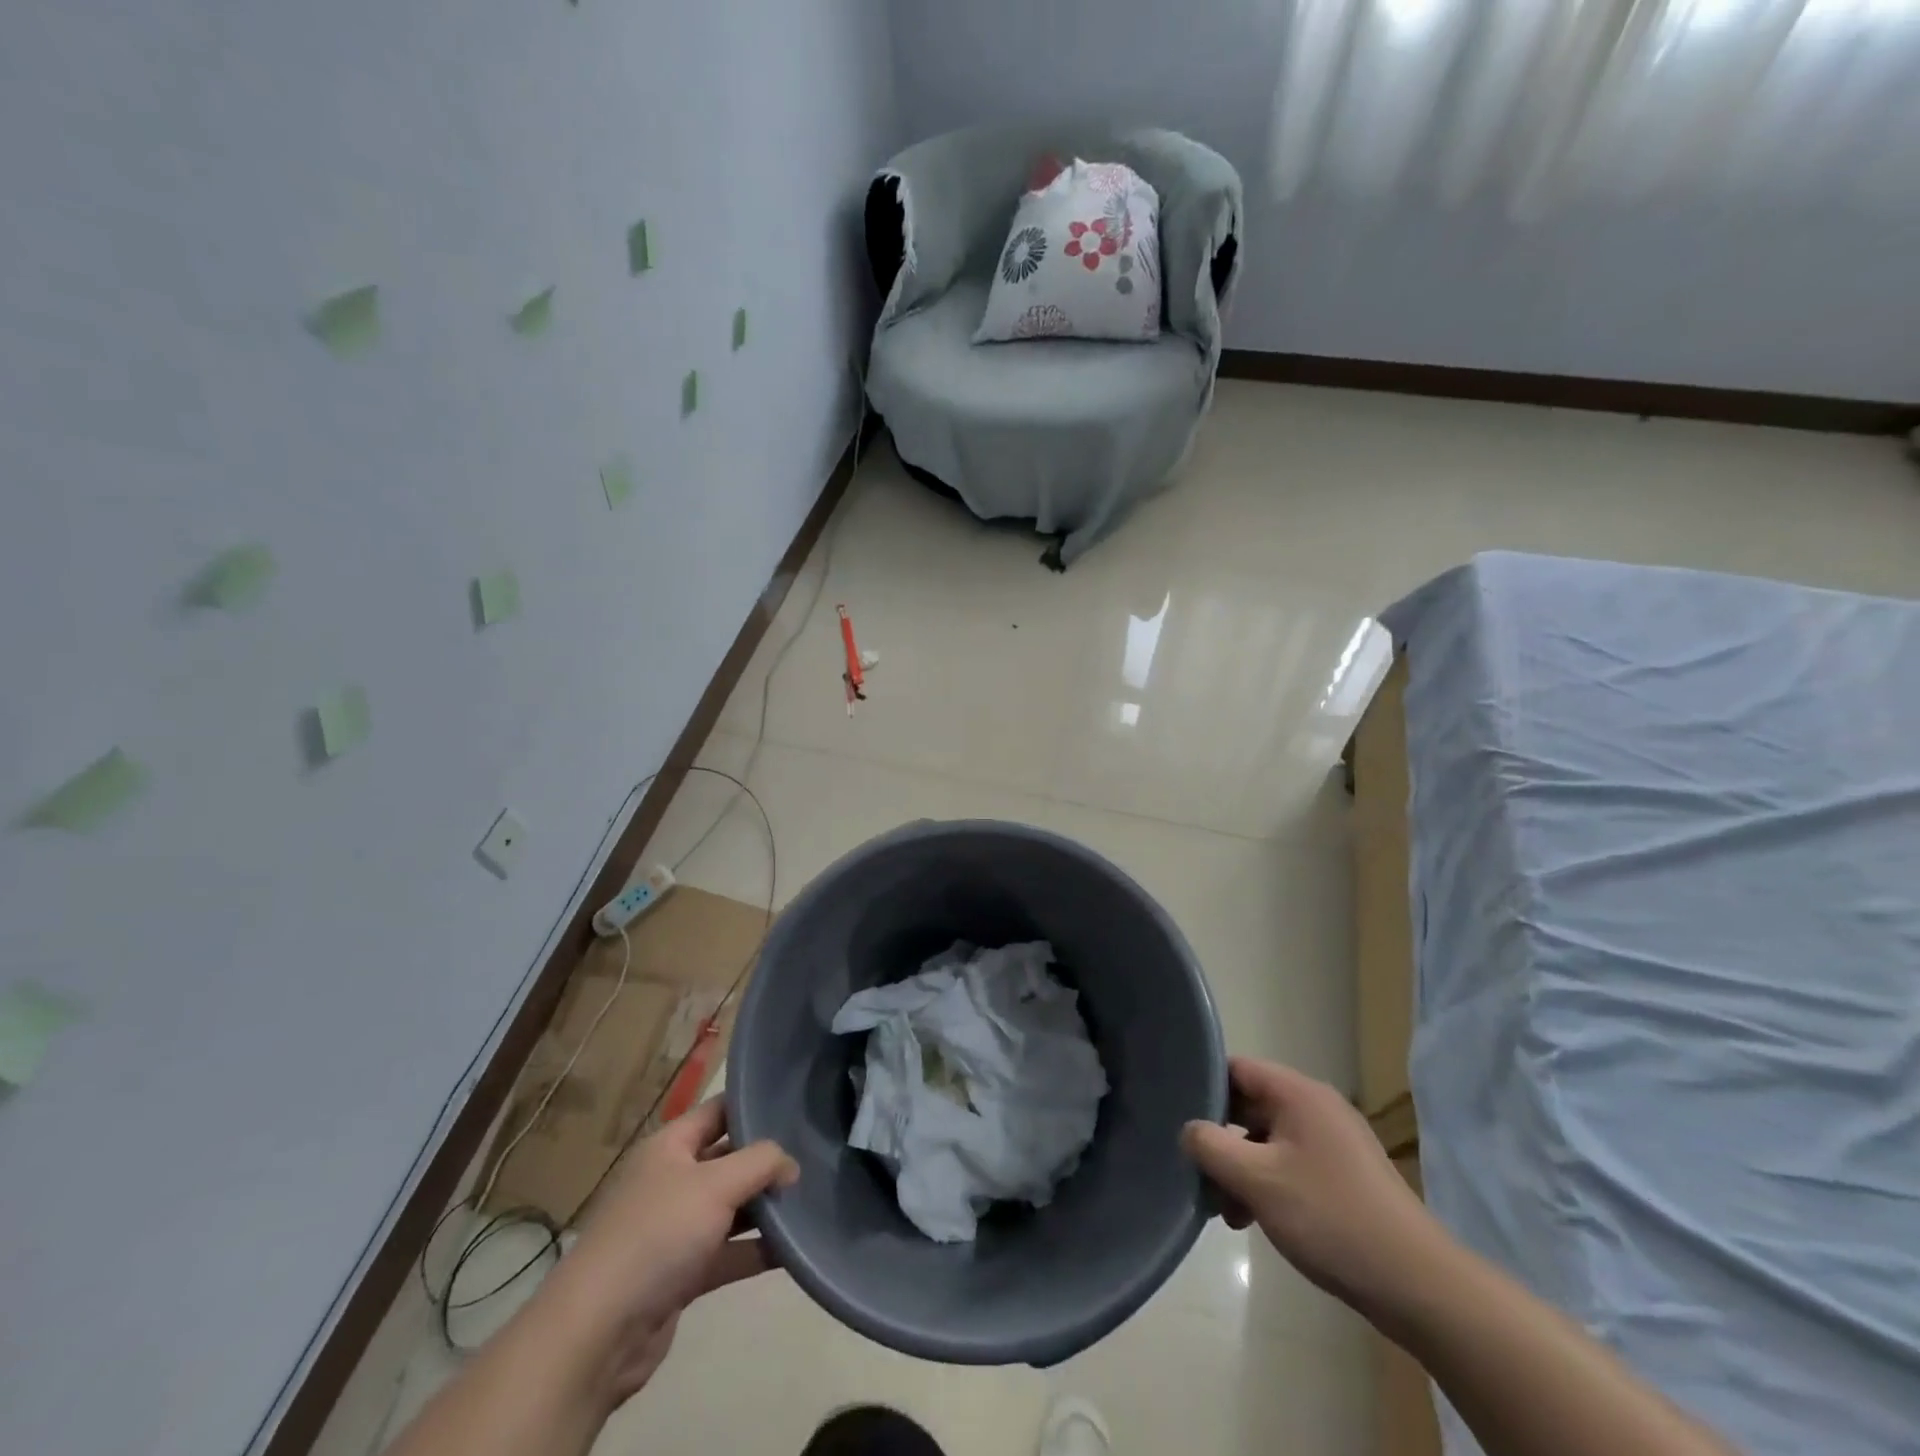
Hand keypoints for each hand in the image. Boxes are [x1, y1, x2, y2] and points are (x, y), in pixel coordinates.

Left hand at [538, 1098, 797, 1407]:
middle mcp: (671, 1180)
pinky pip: (727, 1252)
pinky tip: (794, 1249)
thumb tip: (791, 1164)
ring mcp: (675, 1229)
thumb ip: (761, 1163)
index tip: (796, 1103)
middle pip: (728, 1159)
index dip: (753, 1104)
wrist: (598, 1332)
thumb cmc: (657, 1235)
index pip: (718, 1110)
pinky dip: (756, 1250)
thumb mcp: (716, 1184)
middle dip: (766, 1159)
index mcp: (669, 1146)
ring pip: (730, 1207)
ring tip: (811, 1198)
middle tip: (814, 1153)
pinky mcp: (681, 1274)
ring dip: (765, 1207)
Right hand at [1180, 1057, 1439, 1318]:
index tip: (1178, 1118)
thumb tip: (1189, 1130)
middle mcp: (1316, 1107)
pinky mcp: (1343, 1175)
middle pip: (1249, 1106)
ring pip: (1267, 1140)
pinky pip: (1289, 1163)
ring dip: (1242, 1169)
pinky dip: (1267, 1183)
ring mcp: (1333, 1141)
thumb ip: (1211, 1147)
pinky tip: (1254, 1220)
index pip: (1236, 1069)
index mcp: (1298, 1093)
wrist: (1417, 1285)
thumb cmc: (1330, 1218)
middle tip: (1199, 1174)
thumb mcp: (1257, 1181)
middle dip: (1220, 1139)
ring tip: (1227, 1211)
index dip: (1204, 1089)